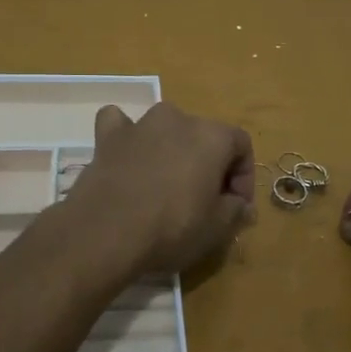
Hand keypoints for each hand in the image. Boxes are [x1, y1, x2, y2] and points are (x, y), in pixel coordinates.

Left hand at [63, 102, 255, 276]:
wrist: (106, 232)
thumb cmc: (172, 228)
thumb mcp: (217, 228)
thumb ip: (235, 210)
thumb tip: (241, 204)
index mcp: (212, 136)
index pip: (241, 145)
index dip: (244, 177)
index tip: (236, 206)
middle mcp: (178, 119)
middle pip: (203, 136)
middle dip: (209, 165)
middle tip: (204, 201)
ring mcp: (140, 124)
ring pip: (165, 128)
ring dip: (171, 150)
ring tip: (166, 185)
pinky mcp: (108, 137)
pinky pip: (121, 125)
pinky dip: (127, 136)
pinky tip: (127, 155)